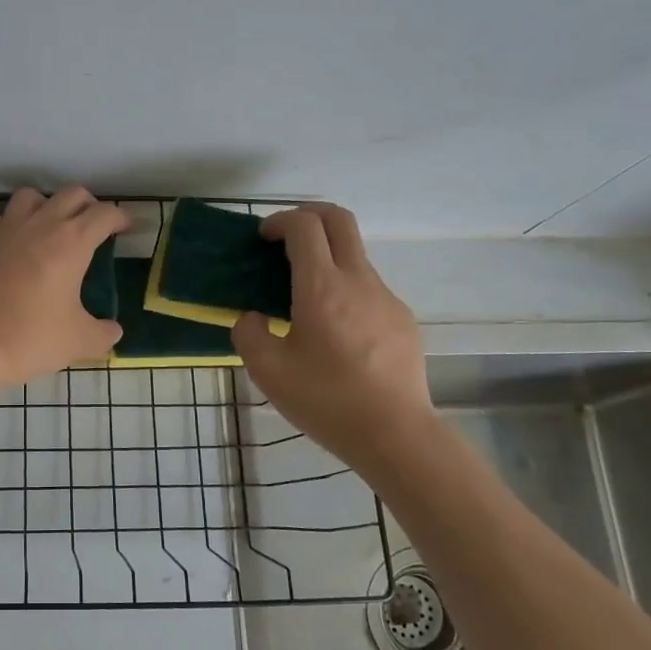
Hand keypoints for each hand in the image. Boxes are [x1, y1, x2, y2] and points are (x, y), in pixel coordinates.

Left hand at [0, 187, 127, 393]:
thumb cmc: (29, 338)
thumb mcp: (78, 342)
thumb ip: (103, 333)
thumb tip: (112, 330)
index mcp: (71, 242)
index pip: (104, 213)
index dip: (121, 218)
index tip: (127, 229)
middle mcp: (40, 225)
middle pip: (72, 194)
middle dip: (90, 206)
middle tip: (96, 229)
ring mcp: (8, 231)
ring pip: (34, 196)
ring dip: (51, 205)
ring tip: (57, 229)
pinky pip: (8, 217)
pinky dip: (21, 222)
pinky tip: (24, 246)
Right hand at [232, 203, 436, 464]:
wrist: (395, 434)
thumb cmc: (326, 401)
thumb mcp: (268, 372)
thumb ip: (248, 334)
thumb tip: (252, 318)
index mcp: (322, 288)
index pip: (304, 226)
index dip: (279, 220)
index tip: (263, 237)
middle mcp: (358, 281)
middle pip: (339, 220)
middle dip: (309, 214)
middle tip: (285, 236)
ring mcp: (386, 298)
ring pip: (355, 255)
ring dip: (326, 256)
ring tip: (303, 296)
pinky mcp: (402, 319)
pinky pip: (368, 288)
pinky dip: (344, 288)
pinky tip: (334, 331)